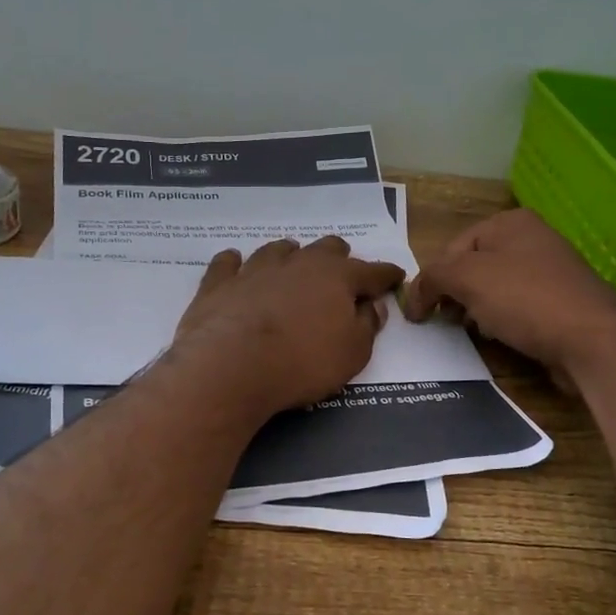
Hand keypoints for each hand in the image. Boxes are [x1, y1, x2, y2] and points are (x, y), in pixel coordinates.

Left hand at [170, 237, 405, 416]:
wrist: (231, 366)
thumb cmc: (302, 362)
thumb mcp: (352, 354)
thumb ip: (366, 327)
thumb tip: (372, 306)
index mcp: (337, 277)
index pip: (372, 271)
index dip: (386, 275)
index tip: (395, 276)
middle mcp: (298, 263)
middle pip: (326, 249)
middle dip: (339, 259)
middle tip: (341, 274)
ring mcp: (256, 269)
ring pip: (279, 249)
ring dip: (291, 256)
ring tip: (292, 265)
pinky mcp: (220, 282)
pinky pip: (228, 263)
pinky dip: (235, 263)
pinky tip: (236, 263)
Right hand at [403, 209, 615, 386]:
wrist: (594, 340)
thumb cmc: (525, 298)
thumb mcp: (466, 278)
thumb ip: (431, 279)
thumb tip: (413, 298)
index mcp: (510, 222)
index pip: (452, 248)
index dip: (433, 280)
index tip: (422, 313)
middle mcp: (532, 239)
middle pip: (473, 268)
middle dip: (455, 295)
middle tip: (447, 322)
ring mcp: (550, 272)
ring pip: (494, 290)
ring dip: (477, 311)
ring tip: (475, 331)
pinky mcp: (560, 303)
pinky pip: (517, 309)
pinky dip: (503, 322)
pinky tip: (501, 338)